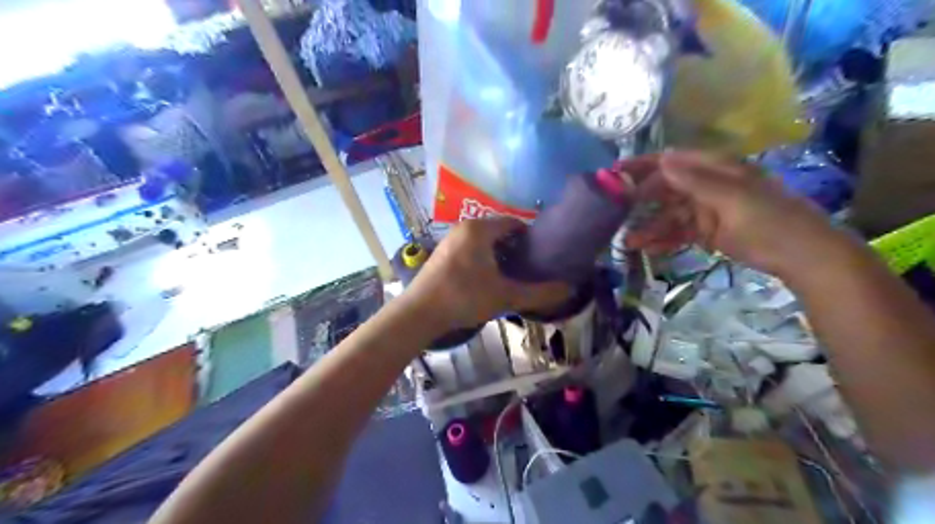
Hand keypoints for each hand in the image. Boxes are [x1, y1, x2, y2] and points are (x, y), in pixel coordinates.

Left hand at [400, 218, 568, 331]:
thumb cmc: (464, 297)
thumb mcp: (505, 296)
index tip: (541, 255)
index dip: (530, 237)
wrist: (419, 313)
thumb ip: (538, 293)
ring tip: (512, 275)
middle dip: (515, 247)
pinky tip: (487, 279)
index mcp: (480, 229)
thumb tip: (569, 289)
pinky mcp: (441, 253)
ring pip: (483, 241)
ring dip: (499, 254)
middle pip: (498, 231)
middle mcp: (464, 227)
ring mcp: (450, 240)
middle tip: (529, 267)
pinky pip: (469, 249)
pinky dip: (483, 258)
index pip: (514, 223)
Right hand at [623, 149, 843, 276]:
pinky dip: (664, 240)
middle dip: (640, 202)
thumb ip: (696, 181)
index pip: (671, 161)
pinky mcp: (706, 231)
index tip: (614, 173)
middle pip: (665, 190)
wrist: (801, 255)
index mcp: (714, 169)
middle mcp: (706, 186)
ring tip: (628, 243)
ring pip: (668, 215)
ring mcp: (705, 210)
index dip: (642, 165)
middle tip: (614, 214)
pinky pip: (678, 233)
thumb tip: (663, 159)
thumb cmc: (769, 220)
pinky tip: (648, 249)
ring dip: (649, 227)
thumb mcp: (732, 198)